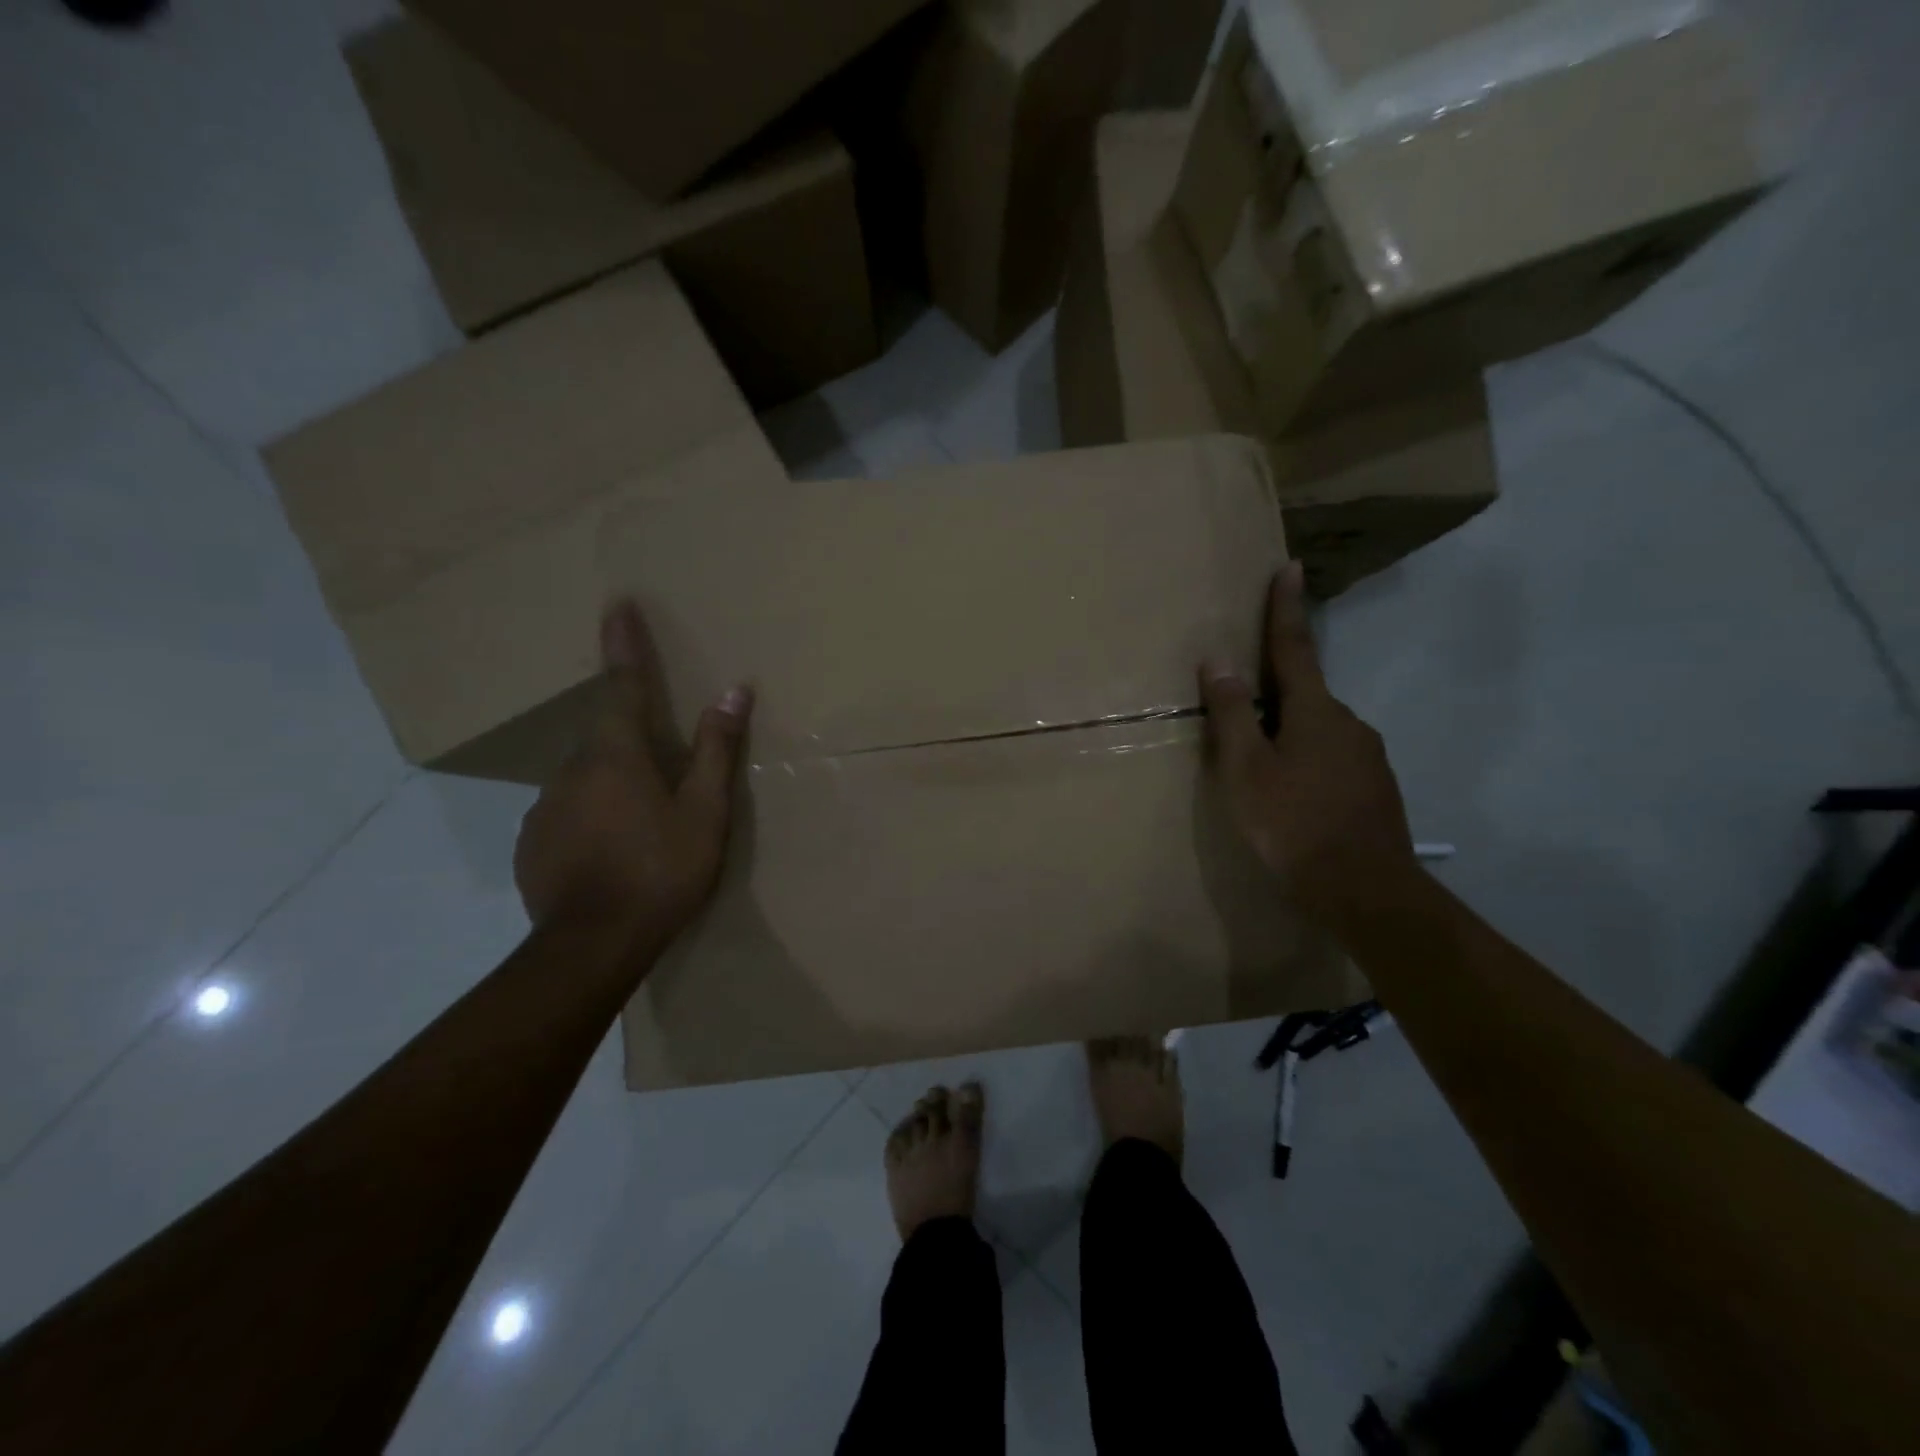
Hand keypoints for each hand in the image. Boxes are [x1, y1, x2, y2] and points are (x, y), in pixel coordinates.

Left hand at [514, 599, 751, 944]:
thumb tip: (733, 690)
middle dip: (631, 742)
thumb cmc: (661, 870)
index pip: (623, 686)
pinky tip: (610, 852)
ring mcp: (544, 808)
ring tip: (639, 825)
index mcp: (616, 755)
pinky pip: (567, 814)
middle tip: (661, 774)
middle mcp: (571, 770)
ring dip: (612, 787)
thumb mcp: (705, 812)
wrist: (592, 945)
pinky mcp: (531, 844)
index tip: (617, 604)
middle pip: (605, 739)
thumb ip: (716, 751)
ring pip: (584, 779)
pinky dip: (590, 819)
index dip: (624, 645)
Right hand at [1199, 563, 1416, 928]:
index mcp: (1315, 711)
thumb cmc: (1294, 826)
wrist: (1367, 893)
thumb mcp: (1247, 771)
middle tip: (1241, 706)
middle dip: (1274, 691)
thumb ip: (1232, 715)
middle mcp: (1348, 723)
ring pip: (1317, 730)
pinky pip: (1330, 757)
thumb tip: (1217, 662)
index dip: (1286, 608)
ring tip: (1260, 767)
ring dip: (1287, 733)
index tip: (1290, 567)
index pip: (1294, 647)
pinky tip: (1290, 796)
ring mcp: (1367, 757)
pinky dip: (1304, 761)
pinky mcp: (1374, 788)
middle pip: (1303, 694)